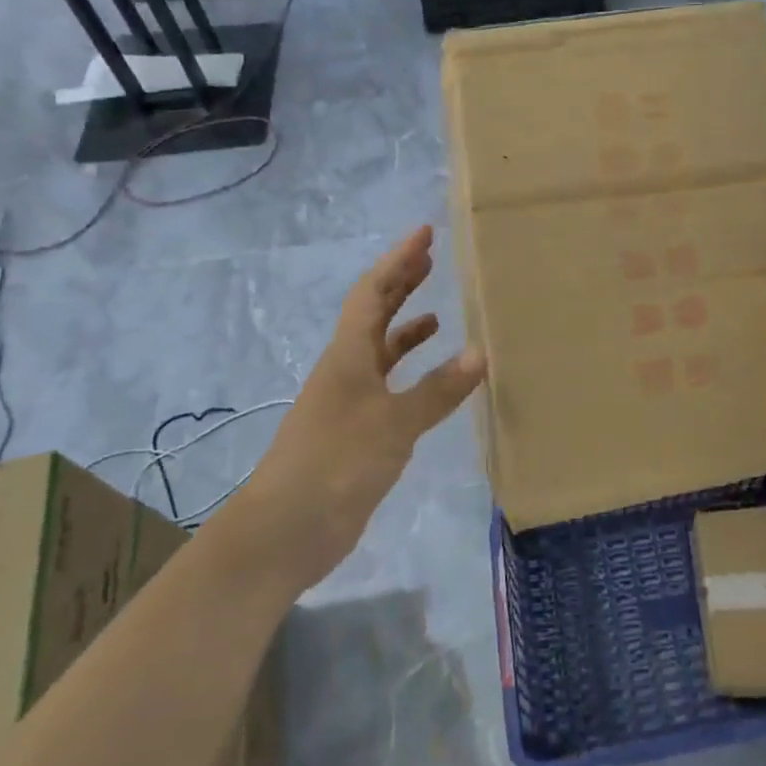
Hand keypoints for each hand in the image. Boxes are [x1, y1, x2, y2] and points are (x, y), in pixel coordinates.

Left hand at [235, 227, 484, 591]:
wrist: (284, 531)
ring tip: (437, 315)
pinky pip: (388, 387)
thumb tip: (481, 352)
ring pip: (380, 351)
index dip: (398, 260)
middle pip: (373, 313)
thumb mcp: (394, 423)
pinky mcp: (356, 432)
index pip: (374, 291)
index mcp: (348, 354)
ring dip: (405, 328)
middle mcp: (346, 369)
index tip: (425, 234)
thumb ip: (437, 390)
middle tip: (430, 260)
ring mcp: (349, 401)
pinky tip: (432, 382)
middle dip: (401, 283)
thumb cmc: (336, 463)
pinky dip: (410, 375)